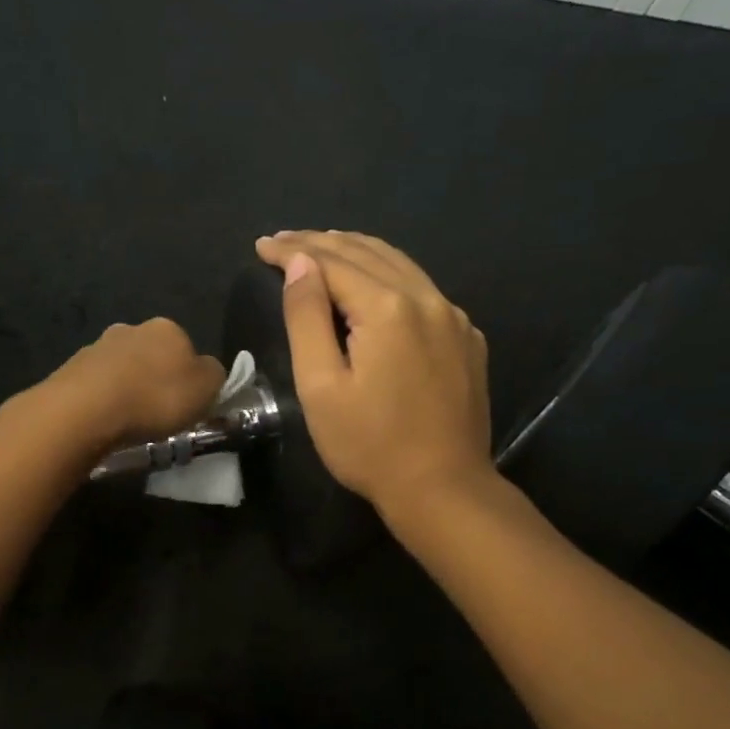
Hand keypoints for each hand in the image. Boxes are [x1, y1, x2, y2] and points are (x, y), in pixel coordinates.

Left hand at [22, 317, 227, 455]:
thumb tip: (208, 371)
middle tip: (158, 413)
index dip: (190, 377)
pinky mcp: (70, 369)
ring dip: (127, 389)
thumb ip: (215, 376)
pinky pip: (97, 386)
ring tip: (129, 422)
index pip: (187, 348)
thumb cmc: (155, 398)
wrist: (86, 410)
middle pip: (152, 356)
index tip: (187, 404)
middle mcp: (131, 328)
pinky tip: (104, 422)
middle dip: (155, 380)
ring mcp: (97, 347)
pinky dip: (103, 400)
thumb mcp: (206, 389)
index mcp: (167, 328)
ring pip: (121, 369)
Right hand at [255, 231, 499, 517]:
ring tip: (323, 247)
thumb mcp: (320, 386)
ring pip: (400, 265)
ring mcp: (454, 317)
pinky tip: (374, 283)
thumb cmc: (368, 445)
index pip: (332, 261)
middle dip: (321, 243)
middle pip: (368, 253)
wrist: (443, 488)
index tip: (262, 245)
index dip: (293, 250)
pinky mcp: (467, 339)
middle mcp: (427, 299)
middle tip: (284, 240)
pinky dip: (389, 274)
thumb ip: (307, 318)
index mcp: (388, 308)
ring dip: (357, 251)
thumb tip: (300, 264)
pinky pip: (423, 289)